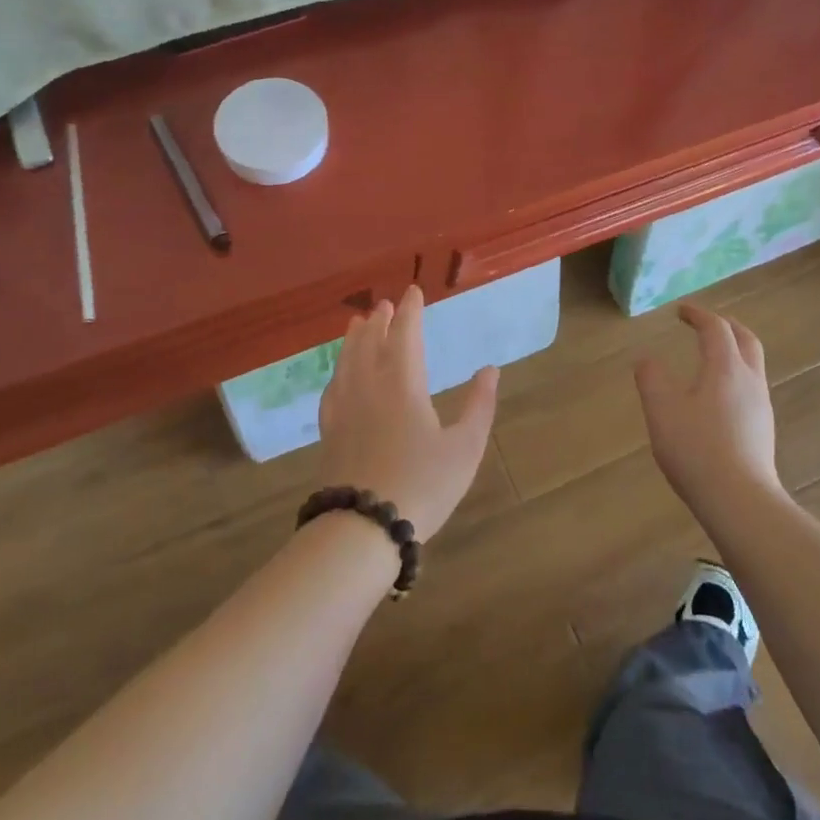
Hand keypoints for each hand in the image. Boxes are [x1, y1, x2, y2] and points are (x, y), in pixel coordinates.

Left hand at [316, 285, 498, 542]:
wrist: (363, 528)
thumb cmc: (422, 485)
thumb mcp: (465, 448)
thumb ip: (479, 405)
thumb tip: (490, 369)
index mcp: (403, 383)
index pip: (405, 335)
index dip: (410, 312)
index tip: (413, 292)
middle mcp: (369, 386)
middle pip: (370, 342)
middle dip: (379, 321)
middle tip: (384, 305)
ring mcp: (344, 408)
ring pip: (347, 361)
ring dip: (354, 339)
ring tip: (357, 324)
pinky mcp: (329, 432)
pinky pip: (332, 388)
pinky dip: (338, 371)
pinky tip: (338, 376)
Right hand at [633, 303, 781, 513]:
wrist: (740, 501)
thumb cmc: (697, 449)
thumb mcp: (662, 410)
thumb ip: (651, 378)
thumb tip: (647, 359)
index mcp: (725, 368)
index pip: (716, 328)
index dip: (698, 315)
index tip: (680, 311)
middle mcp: (749, 380)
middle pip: (746, 340)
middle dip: (726, 326)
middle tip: (705, 324)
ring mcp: (761, 406)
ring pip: (752, 365)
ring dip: (734, 351)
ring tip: (711, 357)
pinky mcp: (763, 430)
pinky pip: (751, 388)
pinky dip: (735, 375)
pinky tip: (718, 396)